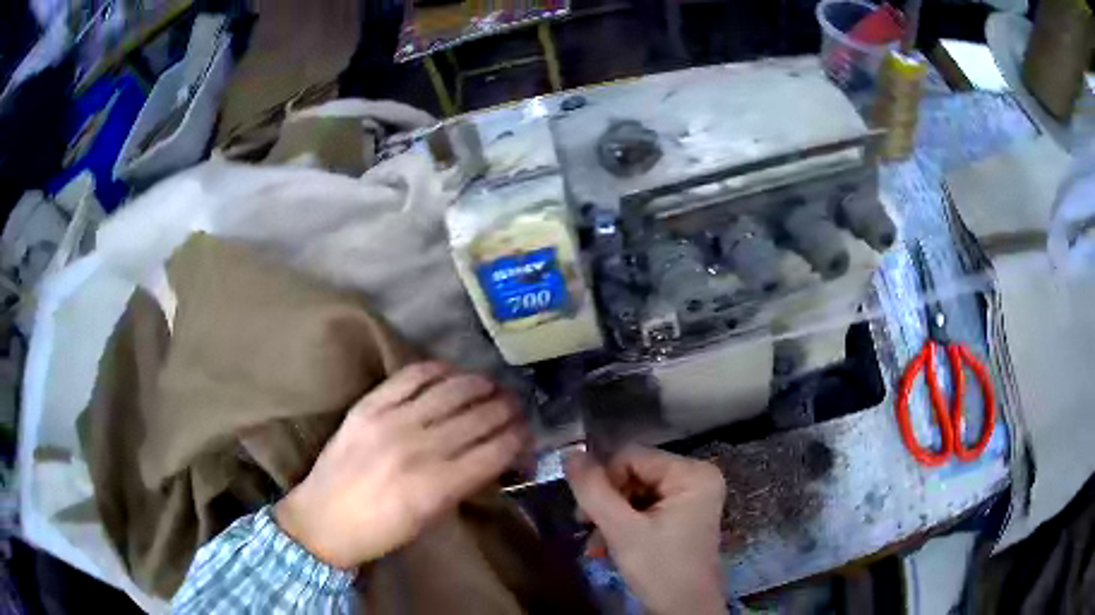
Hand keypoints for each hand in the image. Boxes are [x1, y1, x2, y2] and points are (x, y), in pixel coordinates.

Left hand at [274, 362, 527, 568]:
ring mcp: (391, 422)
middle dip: (506, 409)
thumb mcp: (430, 519)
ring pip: (451, 391)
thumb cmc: (380, 532)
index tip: (527, 432)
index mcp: (437, 487)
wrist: (322, 520)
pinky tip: (452, 372)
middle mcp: (419, 449)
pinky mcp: (368, 406)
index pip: (495, 451)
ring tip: (491, 386)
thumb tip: (493, 455)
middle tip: (516, 406)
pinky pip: (411, 377)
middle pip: (478, 417)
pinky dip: (437, 370)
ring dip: (479, 385)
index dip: (519, 438)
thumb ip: (462, 484)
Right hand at [566, 445, 727, 614]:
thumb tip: (570, 453)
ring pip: (635, 493)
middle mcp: (696, 477)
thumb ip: (594, 491)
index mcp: (692, 473)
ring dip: (610, 517)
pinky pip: (645, 508)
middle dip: (606, 503)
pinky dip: (624, 525)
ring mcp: (691, 497)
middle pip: (633, 474)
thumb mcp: (621, 530)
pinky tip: (607, 547)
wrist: (684, 611)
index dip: (603, 479)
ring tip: (596, 545)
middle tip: (585, 527)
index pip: (632, 456)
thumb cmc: (659, 569)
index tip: (584, 512)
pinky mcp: (683, 515)